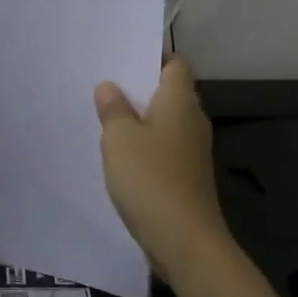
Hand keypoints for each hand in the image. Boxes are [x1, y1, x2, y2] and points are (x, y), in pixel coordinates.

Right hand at [94, 56, 232, 285]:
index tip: (124, 56)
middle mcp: (192, 120)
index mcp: (180, 101)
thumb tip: (110, 87)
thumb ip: (113, 108)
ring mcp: (192, 151)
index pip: (175, 63)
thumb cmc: (150, 178)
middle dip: (140, 87)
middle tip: (104, 83)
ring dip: (140, 118)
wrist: (185, 241)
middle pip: (169, 91)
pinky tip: (120, 153)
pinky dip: (145, 145)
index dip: (153, 55)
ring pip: (164, 121)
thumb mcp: (119, 137)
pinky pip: (163, 147)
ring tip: (105, 115)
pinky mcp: (187, 176)